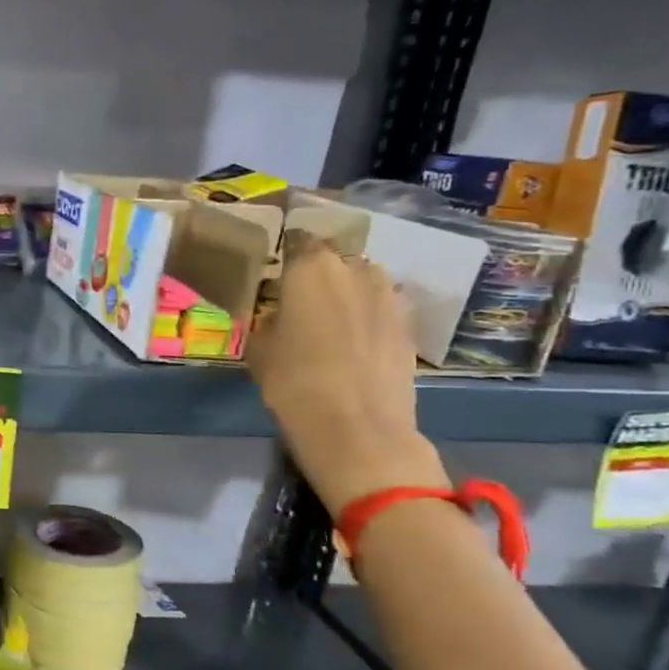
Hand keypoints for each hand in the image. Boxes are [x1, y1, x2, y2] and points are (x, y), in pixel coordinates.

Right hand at [245, 232, 447, 514]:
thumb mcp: (259, 349)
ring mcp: (389, 295)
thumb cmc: (293, 383)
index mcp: (311, 268)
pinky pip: (380, 308)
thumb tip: (279, 314)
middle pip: (333, 259)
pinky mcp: (409, 324)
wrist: (357, 428)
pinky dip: (366, 317)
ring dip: (345, 293)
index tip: (275, 270)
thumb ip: (269, 320)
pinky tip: (351, 342)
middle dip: (318, 273)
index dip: (287, 253)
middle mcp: (354, 269)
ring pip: (361, 282)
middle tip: (298, 299)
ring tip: (327, 320)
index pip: (298, 241)